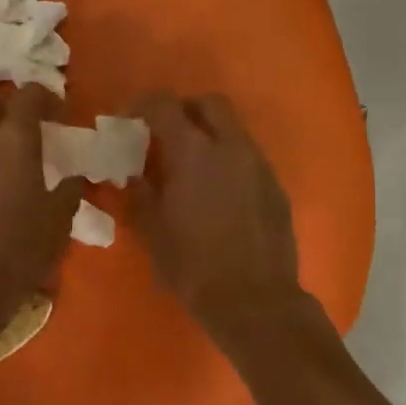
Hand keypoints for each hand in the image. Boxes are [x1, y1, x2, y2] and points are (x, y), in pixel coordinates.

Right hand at [131, 93, 304, 345]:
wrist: (255, 300)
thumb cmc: (193, 267)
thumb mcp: (153, 231)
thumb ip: (140, 193)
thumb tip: (133, 174)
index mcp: (193, 152)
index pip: (164, 104)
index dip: (142, 105)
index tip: (129, 122)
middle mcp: (231, 147)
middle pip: (210, 103)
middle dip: (185, 110)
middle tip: (166, 136)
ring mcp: (259, 165)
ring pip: (234, 130)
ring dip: (211, 136)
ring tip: (192, 168)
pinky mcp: (276, 186)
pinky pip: (249, 158)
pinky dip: (230, 161)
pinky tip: (219, 194)